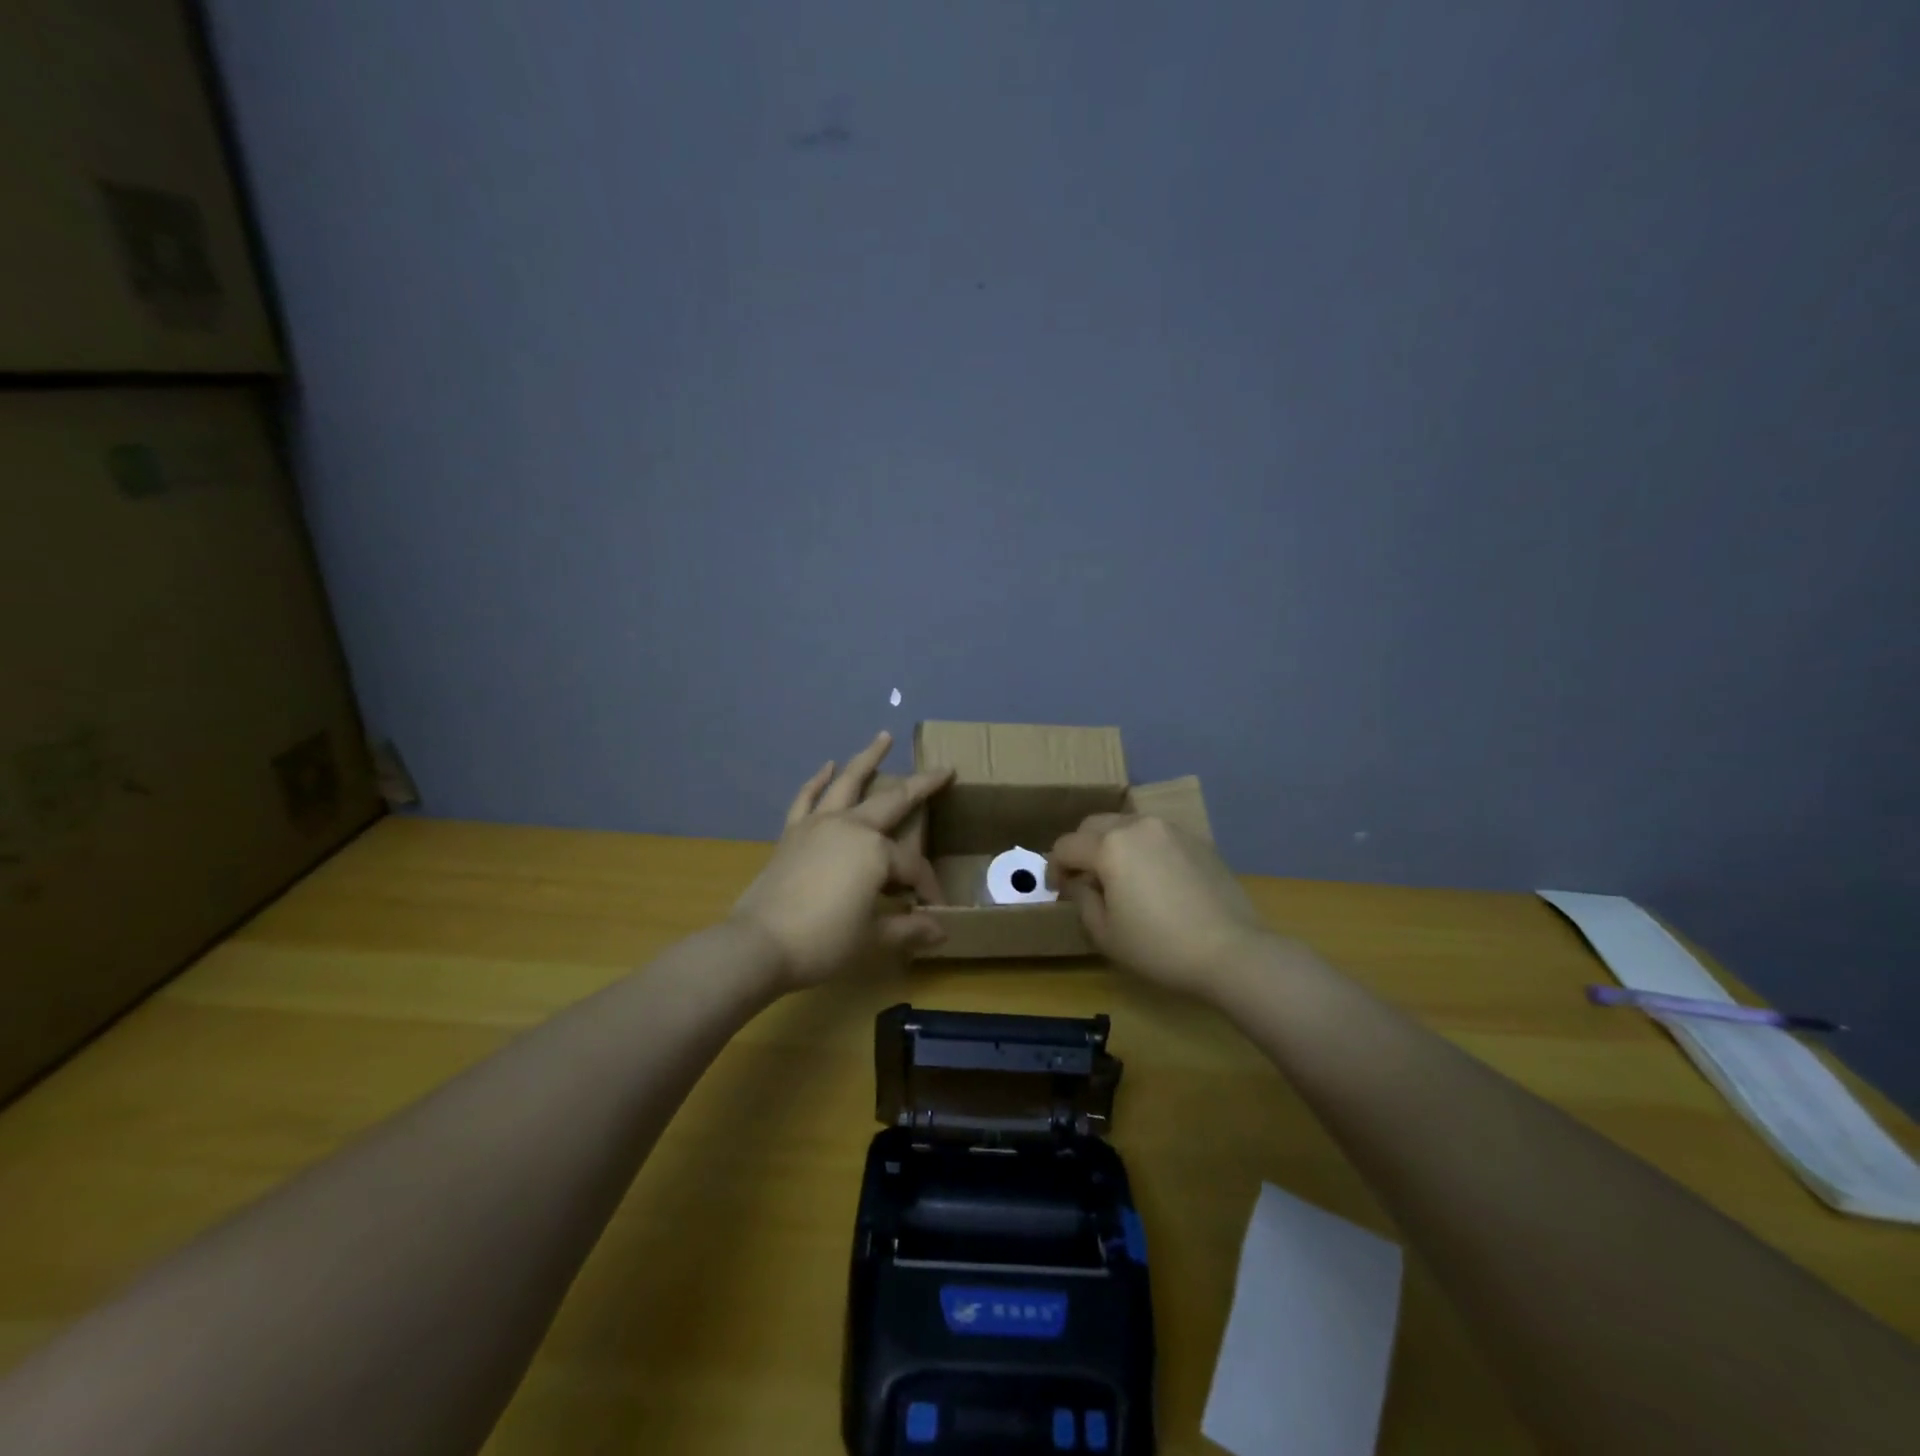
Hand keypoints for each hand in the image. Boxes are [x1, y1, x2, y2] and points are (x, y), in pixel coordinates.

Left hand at [731, 731, 953, 989]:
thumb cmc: (823, 942)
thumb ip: (909, 929)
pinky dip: (818, 781)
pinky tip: (827, 767)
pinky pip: (808, 798)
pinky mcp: (793, 832)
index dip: (927, 886)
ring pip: (848, 783)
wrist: (759, 944)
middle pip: (892, 802)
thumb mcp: (872, 938)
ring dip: (868, 759)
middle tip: (942, 770)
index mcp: (876, 852)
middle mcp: (850, 827)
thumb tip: (942, 930)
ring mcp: (818, 825)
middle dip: (921, 786)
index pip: (913, 867)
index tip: (935, 908)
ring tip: (883, 738)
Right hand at [1047, 814, 1272, 996]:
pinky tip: (1154, 880)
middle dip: (1081, 848)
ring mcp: (1171, 829)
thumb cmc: (1159, 946)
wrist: (1231, 951)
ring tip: (1120, 877)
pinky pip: (1157, 836)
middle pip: (1094, 825)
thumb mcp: (1105, 933)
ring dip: (1113, 844)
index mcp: (1109, 846)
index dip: (1054, 868)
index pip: (1066, 846)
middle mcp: (1137, 826)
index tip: (1058, 891)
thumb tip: (1080, 882)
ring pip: (1127, 825)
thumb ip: (1082, 899)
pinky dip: (1144, 849)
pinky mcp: (1197, 840)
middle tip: (1084, 879)